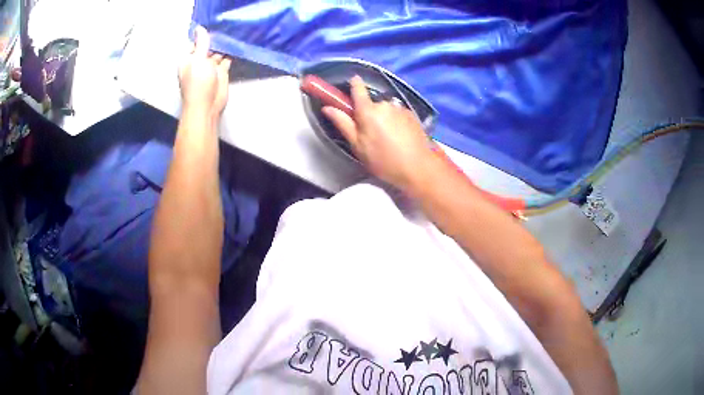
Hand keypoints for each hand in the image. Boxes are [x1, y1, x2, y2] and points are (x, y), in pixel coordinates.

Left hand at [178, 26, 231, 121]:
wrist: (207, 106)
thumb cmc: (198, 83)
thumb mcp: (198, 60)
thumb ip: (201, 43)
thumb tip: (199, 28)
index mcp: (189, 59)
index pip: (195, 43)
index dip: (204, 35)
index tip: (214, 25)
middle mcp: (199, 62)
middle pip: (208, 47)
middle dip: (216, 39)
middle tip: (228, 25)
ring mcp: (210, 68)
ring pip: (218, 52)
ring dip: (224, 45)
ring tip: (234, 31)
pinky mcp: (221, 73)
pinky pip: (227, 60)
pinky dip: (231, 54)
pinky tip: (237, 45)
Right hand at [323, 76, 436, 191]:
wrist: (418, 168)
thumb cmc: (383, 160)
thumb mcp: (358, 146)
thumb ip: (343, 123)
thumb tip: (327, 107)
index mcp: (368, 110)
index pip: (358, 88)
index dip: (353, 84)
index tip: (351, 85)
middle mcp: (385, 104)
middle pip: (372, 103)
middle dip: (369, 114)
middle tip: (370, 134)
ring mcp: (400, 108)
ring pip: (386, 109)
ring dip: (384, 119)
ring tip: (388, 139)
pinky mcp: (412, 114)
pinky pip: (398, 114)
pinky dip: (396, 122)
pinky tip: (400, 138)